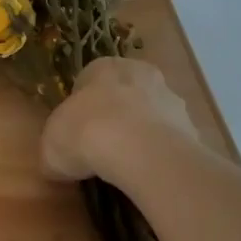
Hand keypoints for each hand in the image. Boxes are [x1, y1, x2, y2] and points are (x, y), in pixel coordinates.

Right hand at [42, 57, 199, 182]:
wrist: (138, 148)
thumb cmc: (85, 134)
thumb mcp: (50, 146)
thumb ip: (55, 149)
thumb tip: (58, 162)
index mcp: (102, 67)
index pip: (88, 81)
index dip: (81, 109)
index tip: (76, 135)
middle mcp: (139, 72)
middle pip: (125, 93)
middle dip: (116, 116)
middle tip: (103, 148)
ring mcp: (169, 96)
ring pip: (151, 113)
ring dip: (142, 134)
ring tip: (128, 167)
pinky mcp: (189, 123)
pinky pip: (169, 138)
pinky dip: (160, 152)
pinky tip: (149, 173)